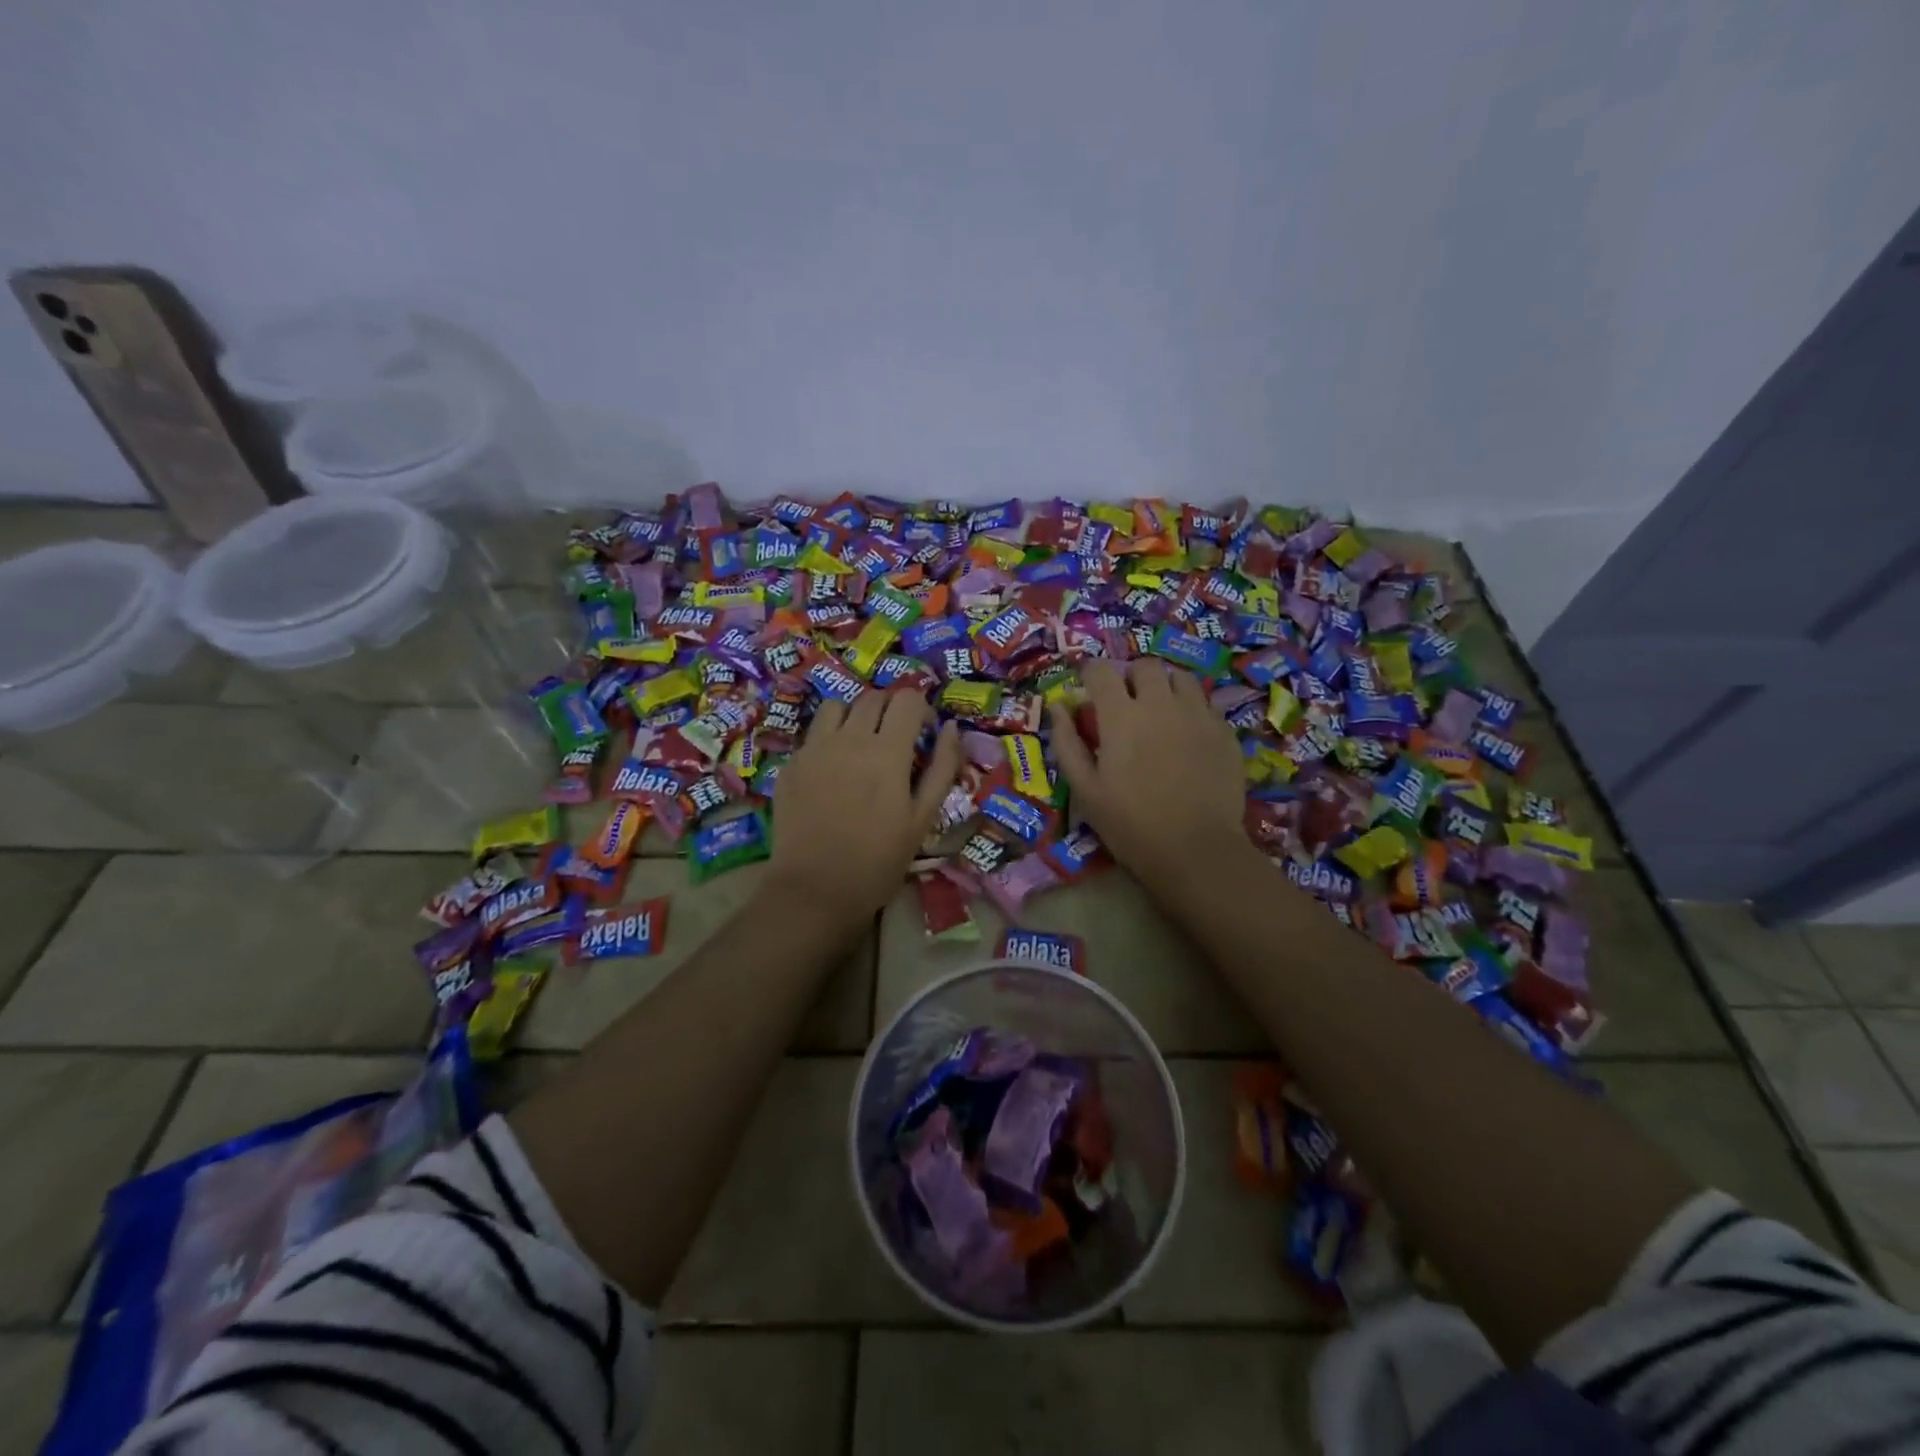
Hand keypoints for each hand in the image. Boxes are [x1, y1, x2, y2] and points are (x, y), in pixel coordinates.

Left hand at [764, 689, 961, 927]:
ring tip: (859, 744)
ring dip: (854, 716)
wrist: (815, 889)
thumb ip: (942, 768)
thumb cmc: (879, 860)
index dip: (920, 709)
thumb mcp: (923, 818)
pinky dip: (828, 738)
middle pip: (873, 697)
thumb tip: (951, 729)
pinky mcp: (791, 764)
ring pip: (838, 706)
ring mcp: (814, 748)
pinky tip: (832, 770)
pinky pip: (814, 734)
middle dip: (890, 710)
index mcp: (887, 751)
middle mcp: (849, 739)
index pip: (907, 699)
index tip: (923, 733)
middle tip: (895, 740)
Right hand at [1048, 658, 1249, 892]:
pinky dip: (1191, 709)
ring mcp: (1198, 714)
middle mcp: (1160, 704)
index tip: (1089, 691)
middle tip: (1126, 705)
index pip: (1101, 671)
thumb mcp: (1085, 790)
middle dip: (1130, 678)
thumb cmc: (1131, 824)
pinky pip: (1206, 704)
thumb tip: (1059, 707)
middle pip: (1144, 666)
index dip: (1091, 676)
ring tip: (1160, 713)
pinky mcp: (1225, 731)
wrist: (1196, 851)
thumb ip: (1067, 743)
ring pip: (1180, 678)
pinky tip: (1187, 736)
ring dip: (1164, 687)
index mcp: (1121, 716)